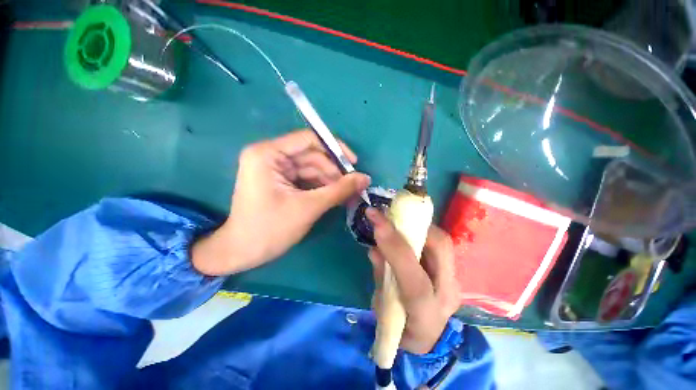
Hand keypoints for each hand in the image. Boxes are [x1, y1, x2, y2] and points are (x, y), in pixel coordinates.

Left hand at [192, 130, 370, 275]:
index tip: (353, 163)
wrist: (242, 253)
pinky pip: (306, 179)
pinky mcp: (280, 181)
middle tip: (354, 186)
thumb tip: (365, 178)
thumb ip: (339, 190)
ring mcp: (274, 169)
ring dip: (330, 181)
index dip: (334, 148)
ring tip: (347, 194)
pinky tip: (334, 196)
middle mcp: (270, 155)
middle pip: (311, 155)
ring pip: (311, 169)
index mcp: (268, 154)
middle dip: (333, 171)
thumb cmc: (271, 229)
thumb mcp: (308, 207)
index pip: (308, 139)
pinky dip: (321, 187)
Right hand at [366, 208, 459, 354]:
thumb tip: (374, 249)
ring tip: (399, 217)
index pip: (415, 281)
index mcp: (426, 315)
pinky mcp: (453, 272)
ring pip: (444, 242)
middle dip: (414, 225)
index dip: (395, 247)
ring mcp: (454, 281)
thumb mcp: (383, 310)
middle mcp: (447, 294)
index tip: (377, 221)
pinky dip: (423, 232)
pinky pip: (440, 244)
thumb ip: (380, 277)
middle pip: (441, 250)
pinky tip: (409, 229)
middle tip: (391, 214)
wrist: (430, 340)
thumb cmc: (401, 328)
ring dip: (418, 226)